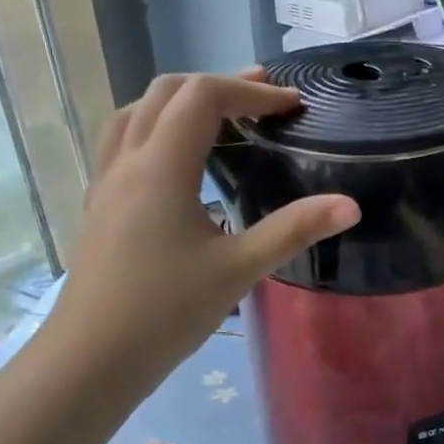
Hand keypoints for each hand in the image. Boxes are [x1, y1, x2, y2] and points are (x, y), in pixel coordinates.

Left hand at [41, 70, 358, 394]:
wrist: (93, 357)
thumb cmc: (168, 311)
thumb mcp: (239, 270)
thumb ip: (294, 230)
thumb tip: (350, 205)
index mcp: (162, 167)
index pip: (202, 97)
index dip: (251, 91)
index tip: (292, 106)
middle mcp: (128, 161)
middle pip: (166, 92)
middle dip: (218, 87)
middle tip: (265, 101)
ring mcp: (106, 182)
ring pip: (137, 113)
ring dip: (182, 103)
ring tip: (223, 121)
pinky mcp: (101, 206)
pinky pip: (125, 143)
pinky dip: (158, 130)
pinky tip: (181, 165)